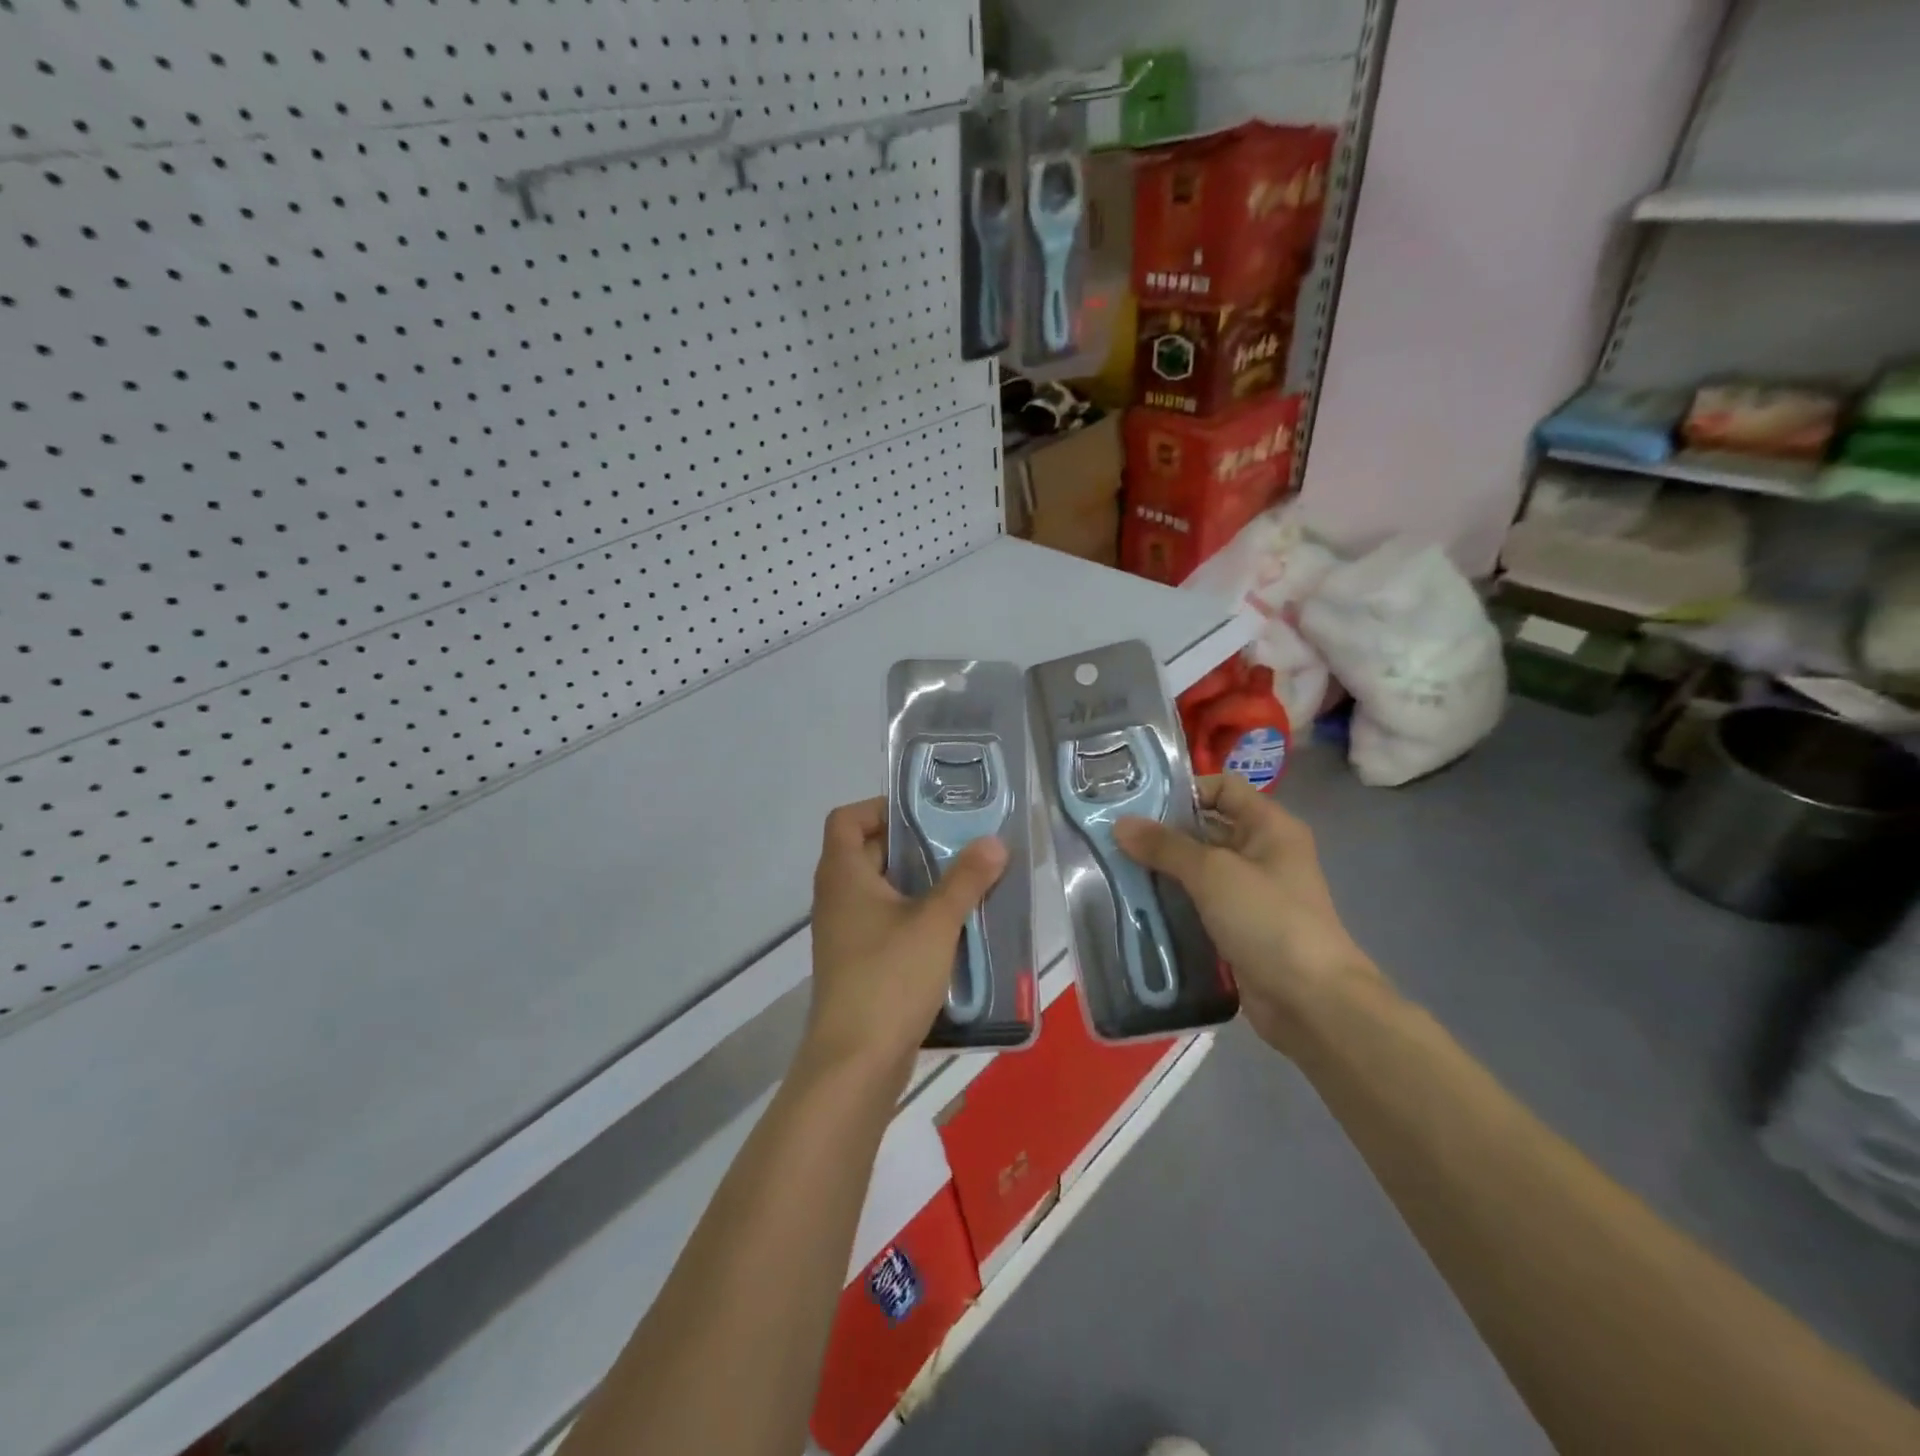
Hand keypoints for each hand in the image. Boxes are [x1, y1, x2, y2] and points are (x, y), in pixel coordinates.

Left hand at [804, 797, 1007, 1084]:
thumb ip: (965, 880)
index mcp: (843, 876)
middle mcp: (837, 898)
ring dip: (918, 884)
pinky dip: (913, 916)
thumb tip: (993, 841)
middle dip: (913, 845)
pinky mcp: (857, 964)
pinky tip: (951, 929)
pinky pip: (884, 923)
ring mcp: (844, 934)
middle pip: (867, 852)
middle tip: (958, 845)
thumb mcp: (935, 923)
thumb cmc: (889, 978)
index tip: (924, 815)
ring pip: (880, 891)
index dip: (880, 808)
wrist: (855, 1064)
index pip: (847, 819)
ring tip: (964, 883)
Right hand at [1113, 775, 1377, 1054]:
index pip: (1223, 788)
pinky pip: (1198, 904)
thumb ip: (1165, 846)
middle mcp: (1262, 853)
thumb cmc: (1268, 920)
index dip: (1184, 790)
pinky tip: (1135, 904)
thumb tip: (1120, 825)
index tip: (1137, 802)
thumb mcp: (1213, 873)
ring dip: (1161, 870)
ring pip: (1197, 870)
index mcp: (1269, 826)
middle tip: (1112, 835)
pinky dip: (1171, 902)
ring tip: (1113, 868)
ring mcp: (1250, 893)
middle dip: (1161, 832)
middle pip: (1205, 829)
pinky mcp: (1238, 928)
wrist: (1311, 1002)